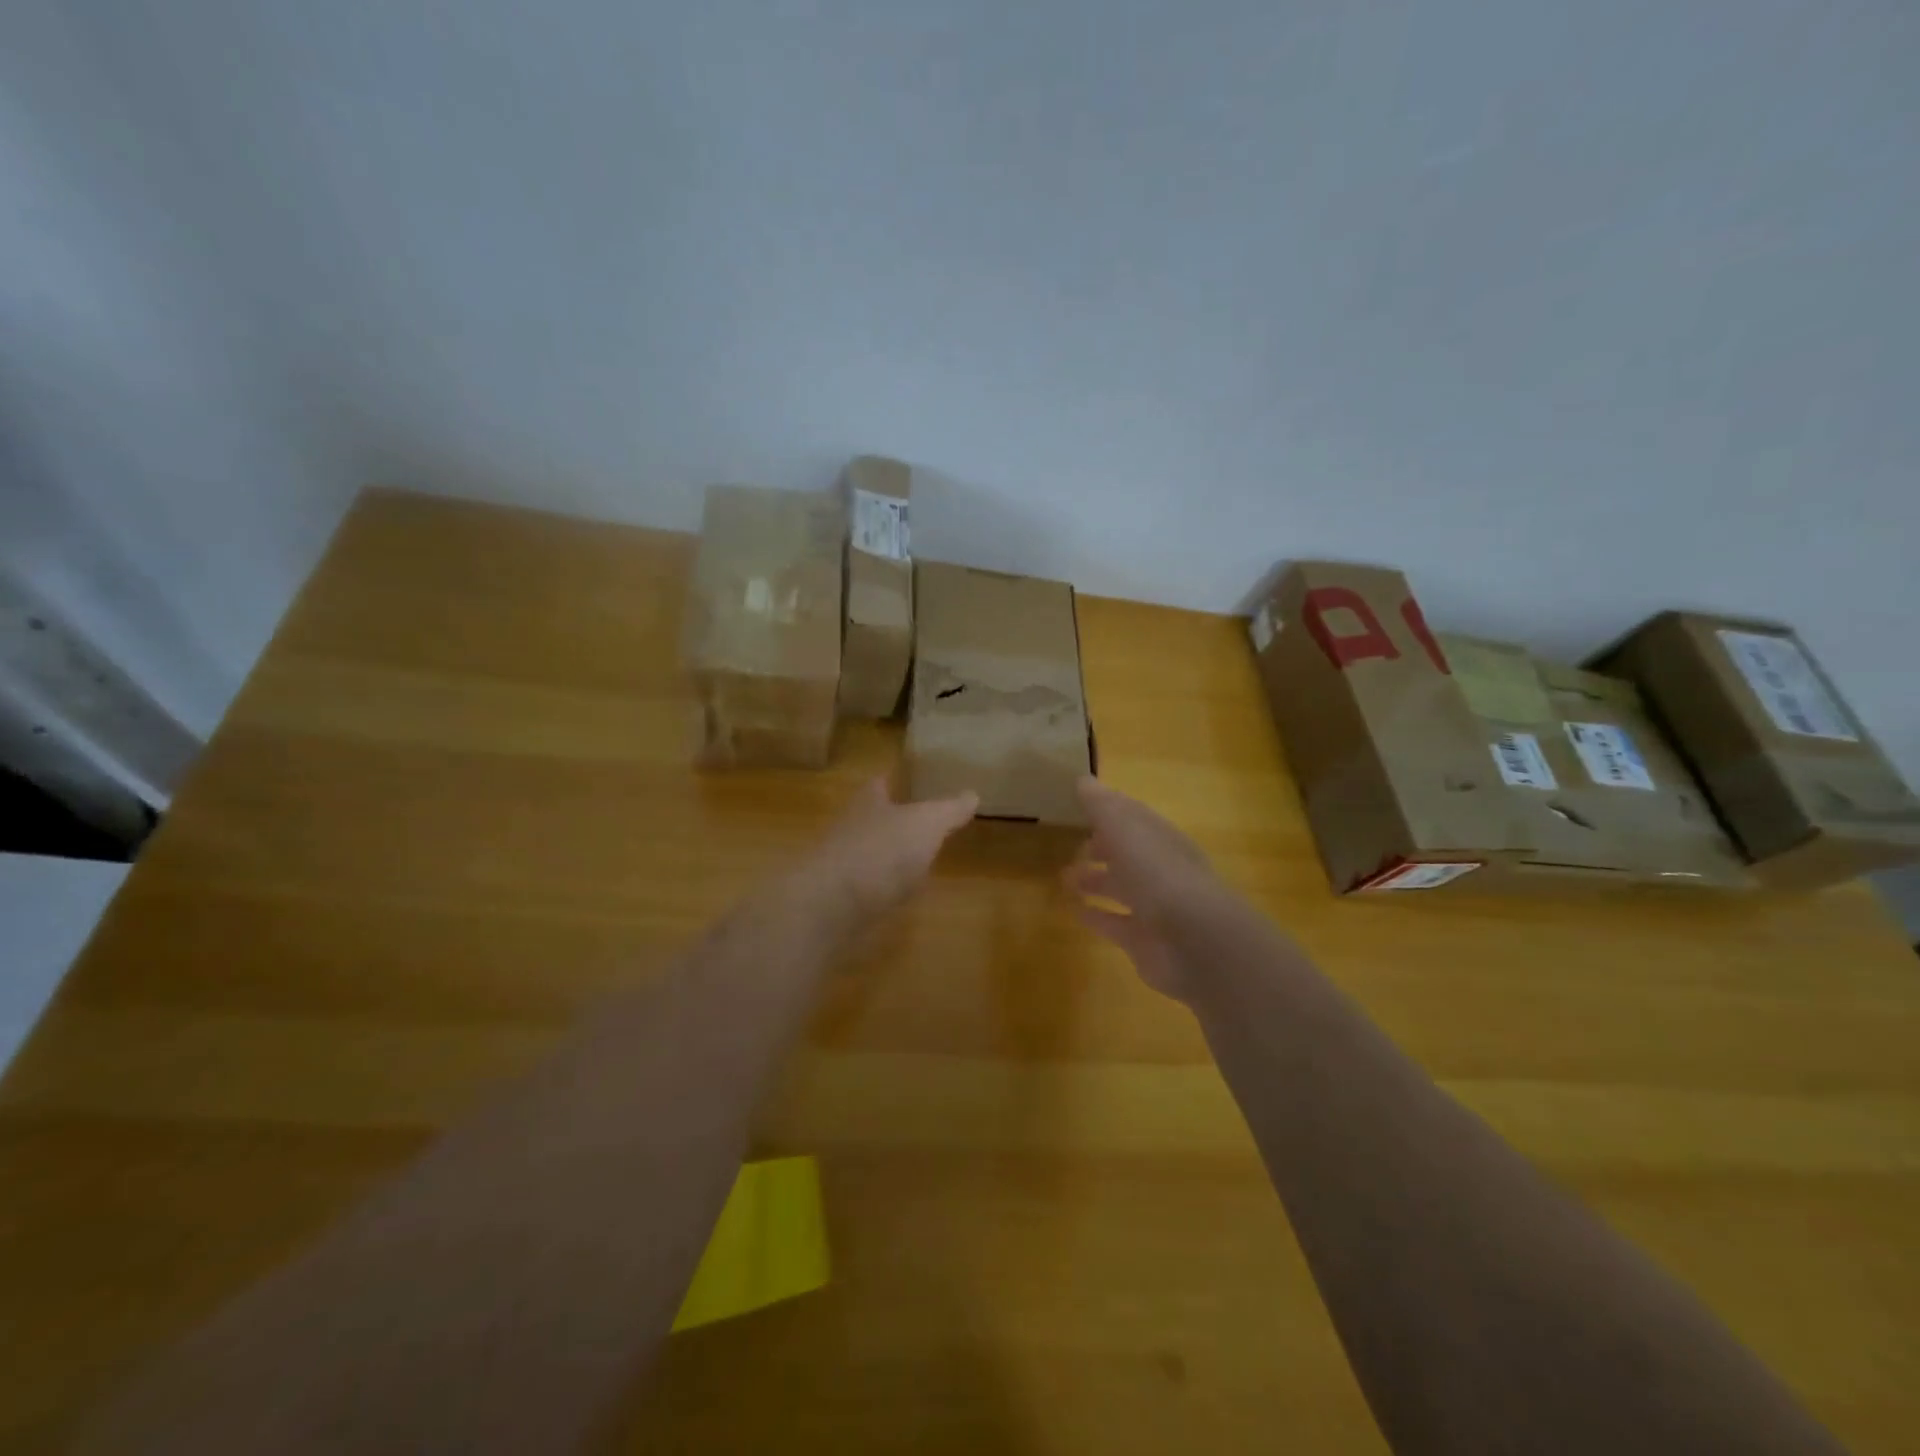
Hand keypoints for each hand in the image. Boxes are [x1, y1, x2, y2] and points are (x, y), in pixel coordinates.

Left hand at [796, 777, 977, 927]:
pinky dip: (883, 889)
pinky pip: (867, 888)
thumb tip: (972, 794)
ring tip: (916, 862)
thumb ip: (949, 809)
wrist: (832, 905)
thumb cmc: (881, 850)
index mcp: (868, 802)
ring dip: (888, 856)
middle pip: (872, 817)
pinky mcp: (840, 899)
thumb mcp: (927, 823)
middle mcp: (850, 827)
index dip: (893, 781)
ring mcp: (842, 865)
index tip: (907, 780)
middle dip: (891, 819)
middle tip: (918, 822)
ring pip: (869, 853)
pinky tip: (900, 897)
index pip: (879, 784)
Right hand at [1064, 777, 1224, 1000]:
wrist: (1196, 943)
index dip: (1109, 808)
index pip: (1134, 817)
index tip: (1080, 802)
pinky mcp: (1144, 940)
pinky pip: (1115, 924)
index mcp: (1161, 839)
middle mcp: (1161, 870)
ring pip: (1121, 888)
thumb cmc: (1160, 876)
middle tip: (1072, 843)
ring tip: (1064, 877)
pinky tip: (1074, 911)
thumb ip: (1103, 807)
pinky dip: (1096, 916)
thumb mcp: (1127, 831)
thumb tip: (1083, 779)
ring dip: (1095, 881)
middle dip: (1102, 846)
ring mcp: (1155, 907)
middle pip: (1128, 853)